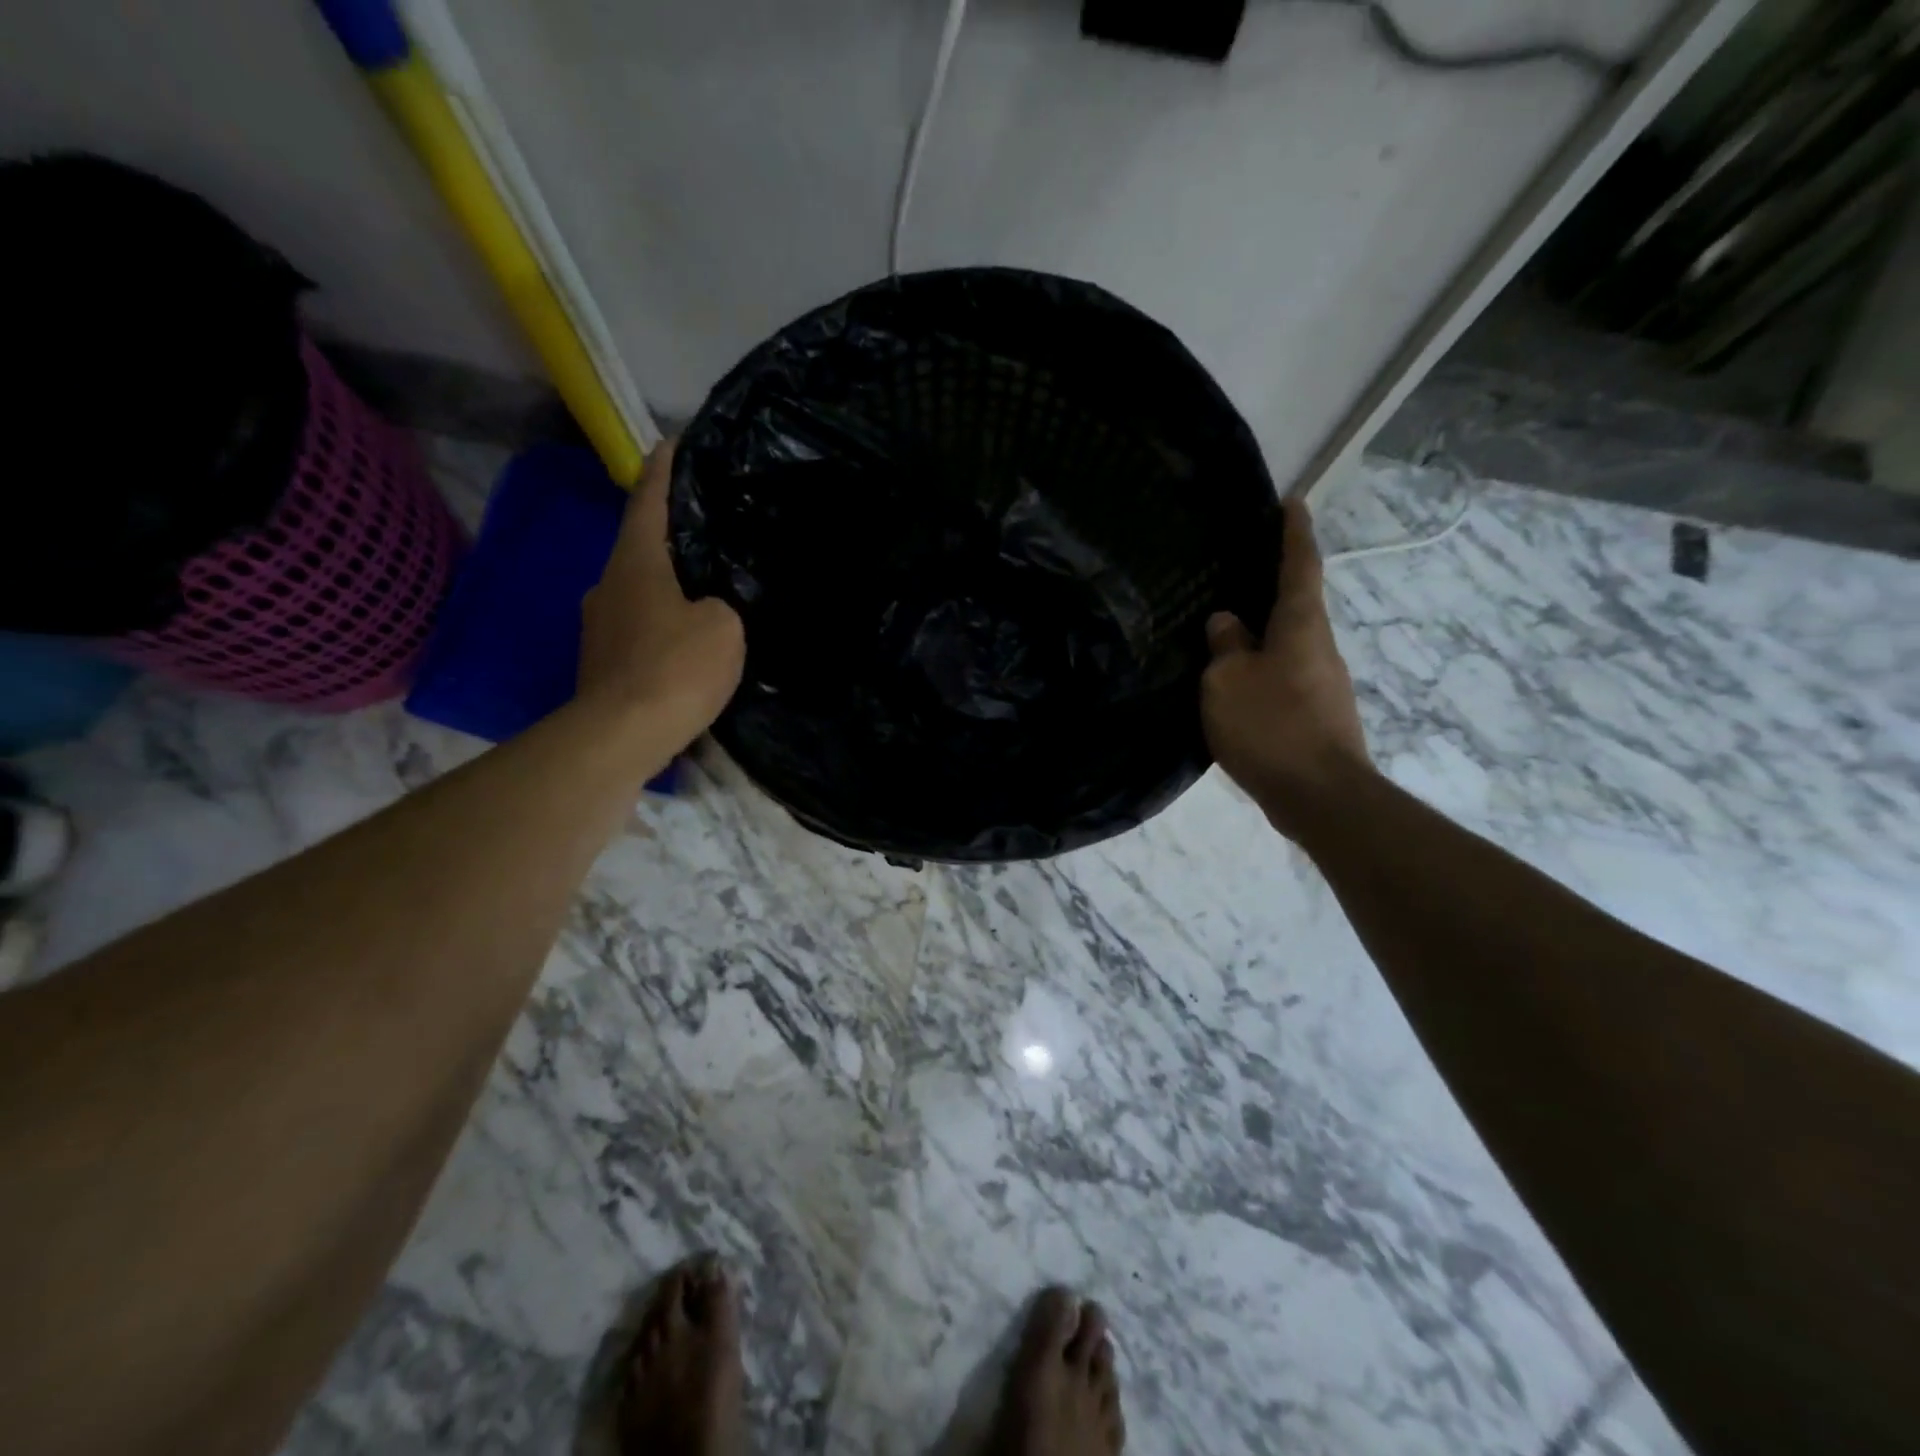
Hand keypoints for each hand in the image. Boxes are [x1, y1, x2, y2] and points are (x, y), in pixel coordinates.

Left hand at [579, 439, 744, 743]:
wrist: (622, 735)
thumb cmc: (675, 668)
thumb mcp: (724, 627)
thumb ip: (723, 604)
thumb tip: (708, 609)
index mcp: (636, 564)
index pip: (648, 502)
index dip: (662, 470)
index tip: (671, 442)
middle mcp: (609, 585)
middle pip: (642, 548)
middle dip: (671, 537)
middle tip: (707, 531)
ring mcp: (600, 626)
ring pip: (641, 592)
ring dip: (669, 588)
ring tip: (706, 591)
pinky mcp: (603, 662)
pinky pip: (641, 628)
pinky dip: (664, 625)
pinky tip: (689, 641)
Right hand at [1202, 496, 1372, 838]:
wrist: (1320, 796)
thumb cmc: (1271, 727)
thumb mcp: (1227, 682)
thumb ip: (1225, 647)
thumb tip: (1227, 623)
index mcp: (1300, 626)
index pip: (1300, 565)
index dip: (1294, 532)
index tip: (1291, 501)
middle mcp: (1319, 646)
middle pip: (1297, 604)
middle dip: (1273, 584)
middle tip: (1239, 568)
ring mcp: (1323, 682)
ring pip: (1289, 643)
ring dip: (1264, 632)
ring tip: (1226, 628)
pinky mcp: (1317, 714)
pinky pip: (1284, 675)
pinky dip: (1262, 667)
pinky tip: (1236, 681)